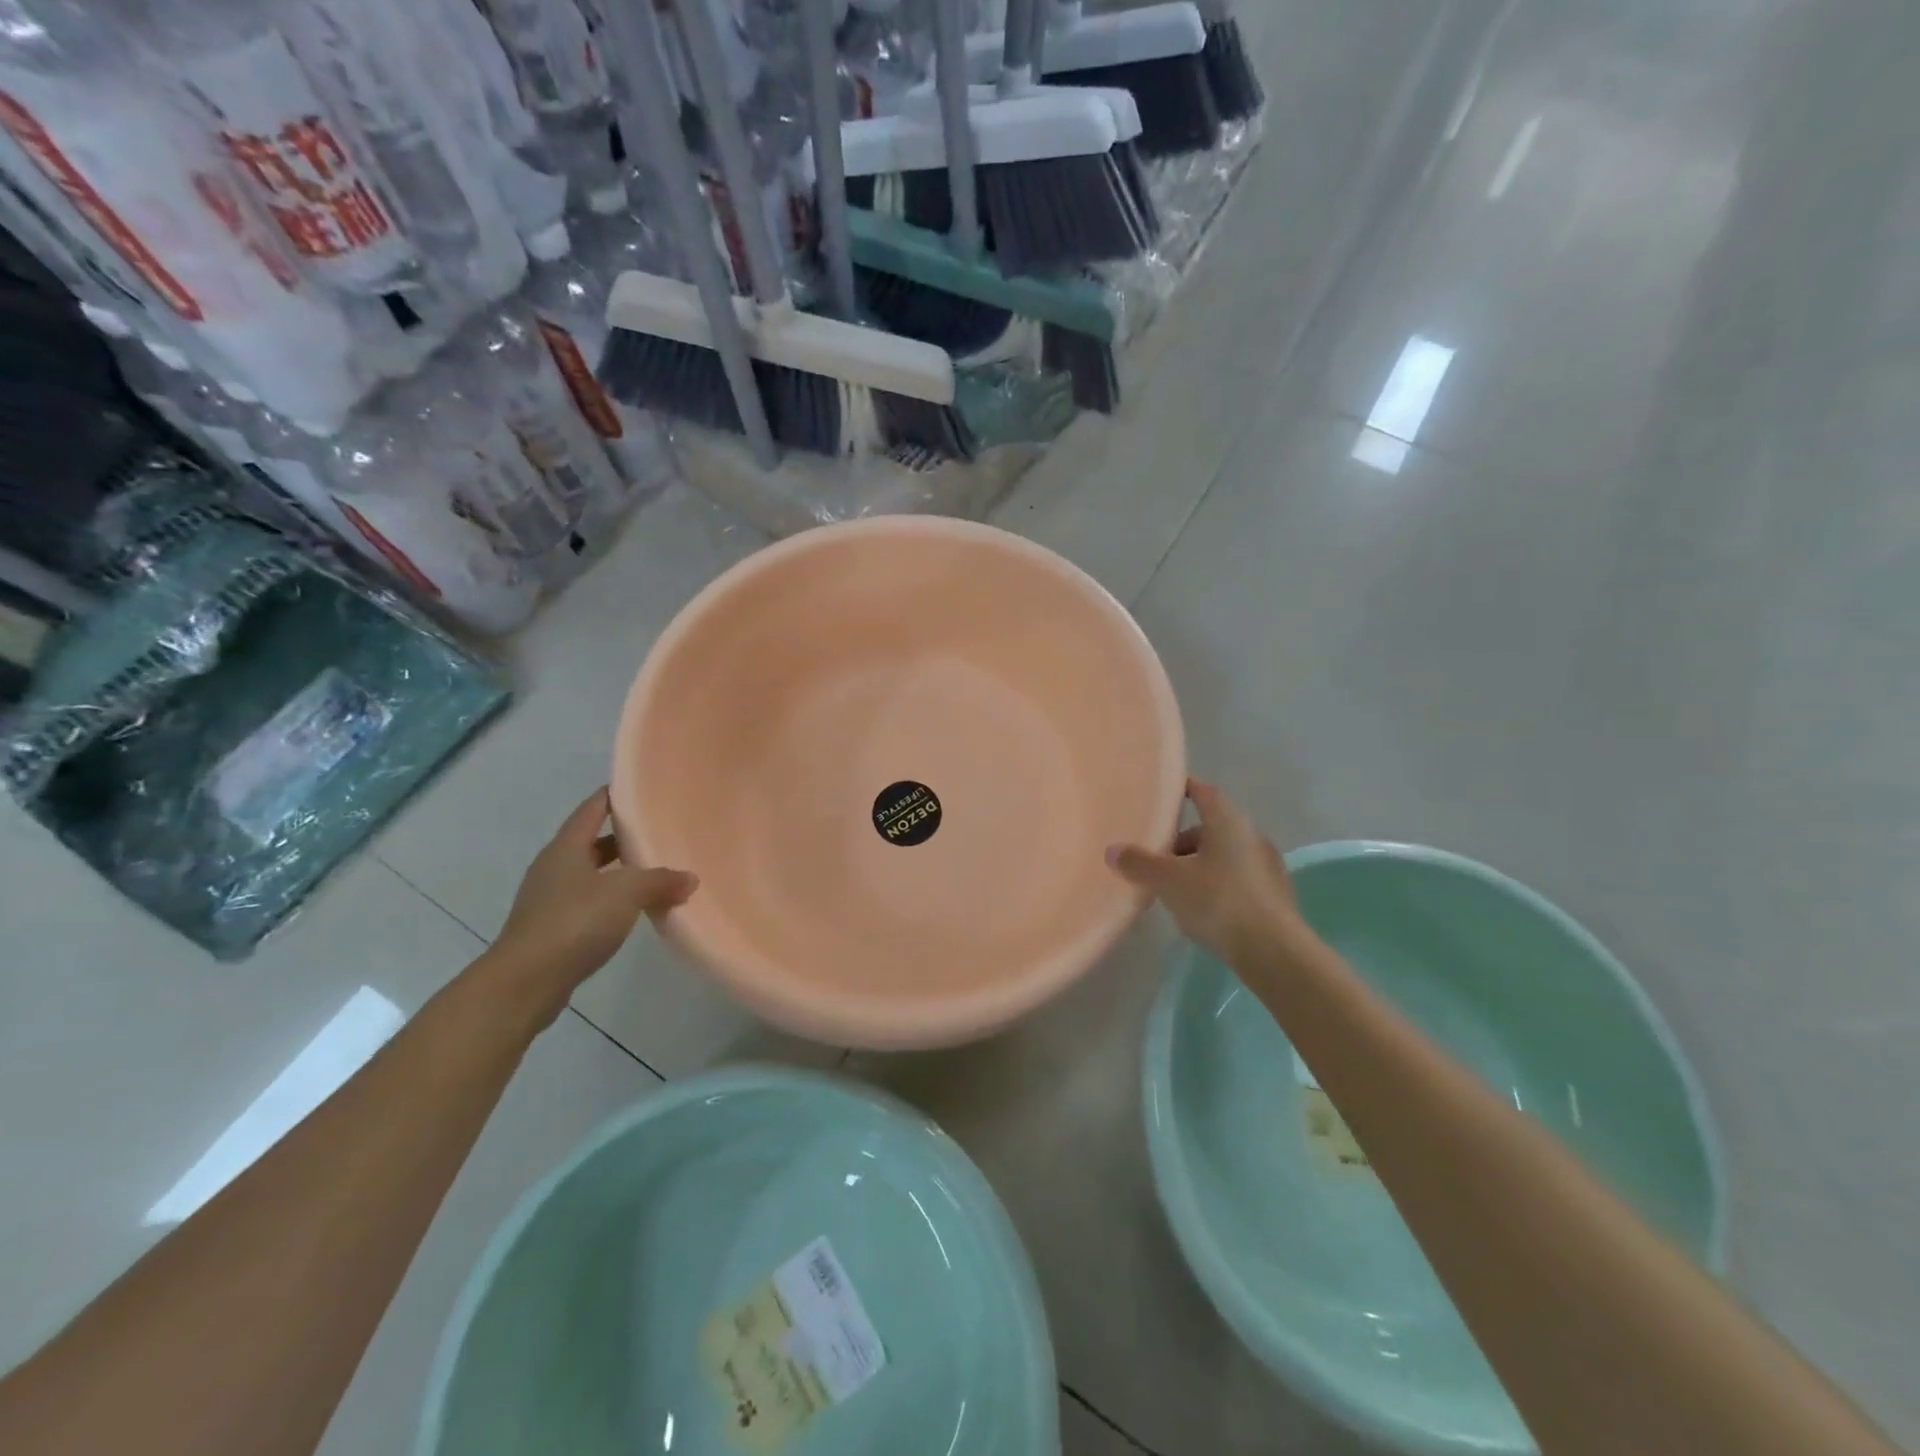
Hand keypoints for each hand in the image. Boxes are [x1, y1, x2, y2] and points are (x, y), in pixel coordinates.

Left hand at [483, 788, 697, 1024]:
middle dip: (623, 837)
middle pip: (592, 842)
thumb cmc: (574, 922)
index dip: (614, 796)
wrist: (525, 983)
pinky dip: (612, 901)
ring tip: (655, 872)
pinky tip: (636, 911)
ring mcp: (549, 900)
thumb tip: (690, 878)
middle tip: (658, 831)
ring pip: (591, 875)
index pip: (592, 809)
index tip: (641, 788)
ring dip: (619, 872)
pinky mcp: (552, 930)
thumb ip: (661, 881)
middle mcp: (554, 868)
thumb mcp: (626, 893)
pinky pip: (589, 904)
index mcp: (566, 848)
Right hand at [1107, 778, 1305, 965]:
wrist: (1274, 952)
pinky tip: (1200, 908)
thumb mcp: (1168, 881)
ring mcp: (1267, 866)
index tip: (1162, 794)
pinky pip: (1237, 879)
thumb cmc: (1218, 902)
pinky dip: (1216, 885)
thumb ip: (1138, 863)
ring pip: (1224, 855)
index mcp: (1229, 822)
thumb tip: (1113, 850)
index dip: (1183, 788)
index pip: (1204, 792)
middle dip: (1182, 839)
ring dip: (1198, 864)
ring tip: (1173, 888)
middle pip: (1211, 827)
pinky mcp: (1274, 896)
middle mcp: (1252, 836)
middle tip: (1156, 855)